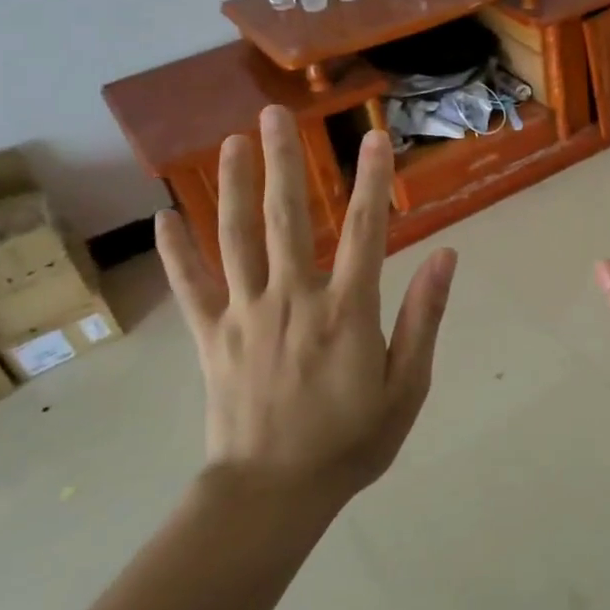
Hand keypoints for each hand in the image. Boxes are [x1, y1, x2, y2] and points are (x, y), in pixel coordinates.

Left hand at [155, 106, 457, 508]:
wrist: (273, 494)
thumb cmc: (350, 442)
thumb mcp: (407, 386)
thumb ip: (423, 317)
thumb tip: (445, 256)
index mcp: (345, 311)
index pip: (365, 230)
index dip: (372, 179)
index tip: (373, 136)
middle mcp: (292, 299)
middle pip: (287, 218)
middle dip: (283, 162)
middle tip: (274, 115)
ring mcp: (244, 315)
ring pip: (235, 238)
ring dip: (232, 187)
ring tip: (228, 142)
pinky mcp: (210, 337)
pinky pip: (190, 286)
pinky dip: (177, 250)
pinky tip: (164, 216)